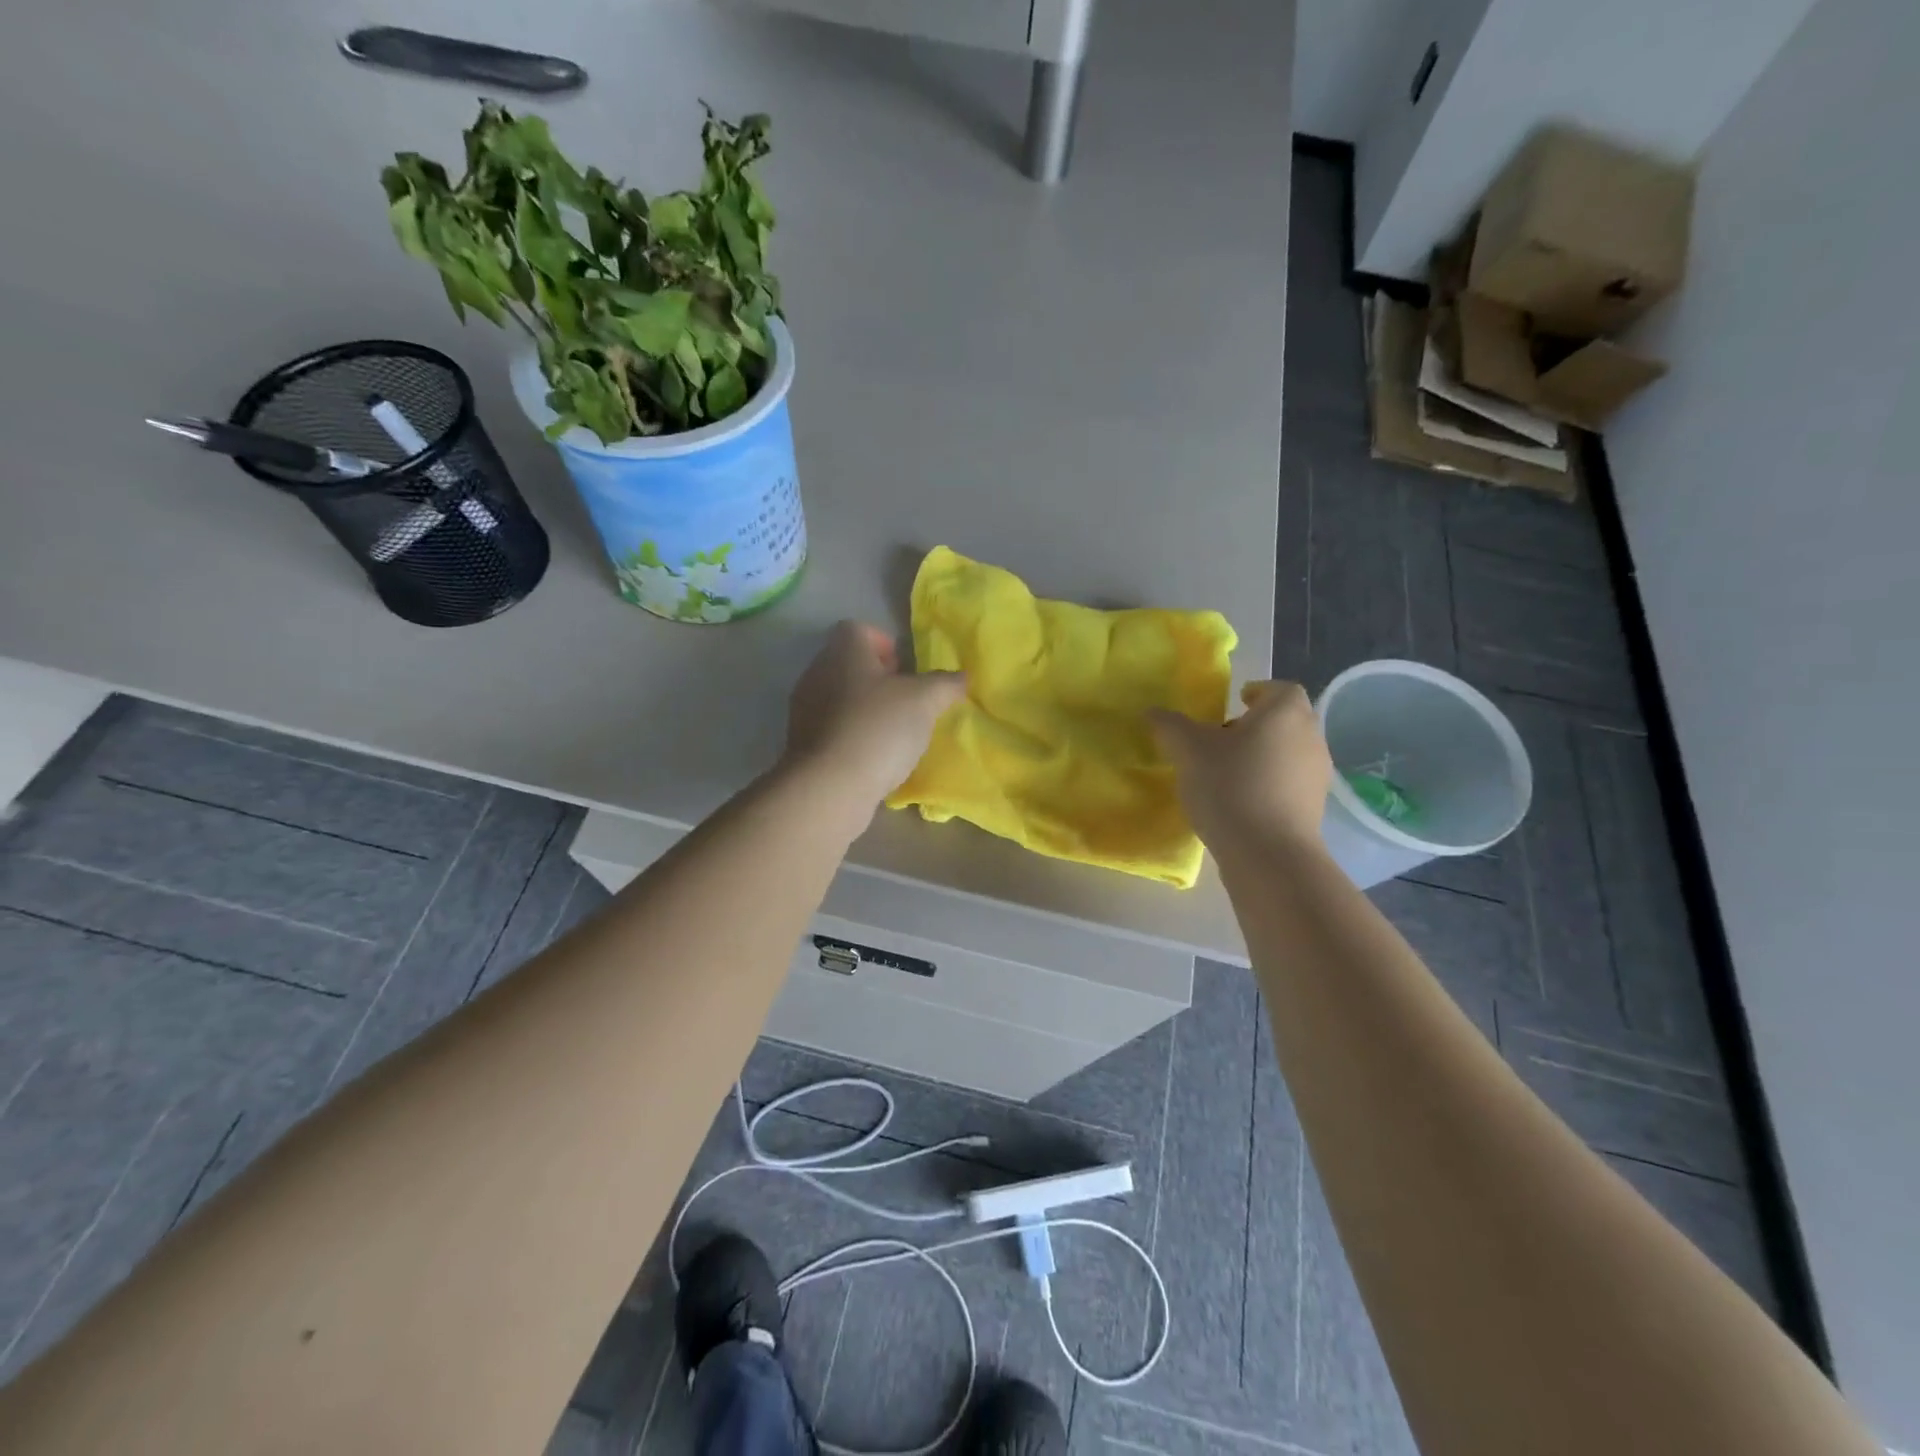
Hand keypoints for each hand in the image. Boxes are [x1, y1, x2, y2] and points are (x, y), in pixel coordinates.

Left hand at [783, 621, 965, 809]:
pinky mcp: (801, 744)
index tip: (904, 669)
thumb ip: (945, 684)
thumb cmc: (879, 728)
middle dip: (877, 679)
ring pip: (838, 697)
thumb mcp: (924, 701)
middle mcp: (817, 673)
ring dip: (864, 708)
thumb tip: (962, 676)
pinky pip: (831, 728)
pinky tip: (873, 757)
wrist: (830, 786)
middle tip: (905, 701)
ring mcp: (804, 710)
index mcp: (843, 652)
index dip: (884, 643)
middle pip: (848, 663)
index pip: (857, 629)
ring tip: (892, 732)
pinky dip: (851, 735)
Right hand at [1150, 681, 1332, 851]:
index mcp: (1286, 712)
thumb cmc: (1230, 786)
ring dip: (1261, 756)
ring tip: (1225, 773)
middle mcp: (1310, 737)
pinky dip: (1268, 784)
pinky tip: (1239, 802)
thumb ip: (1170, 725)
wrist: (1268, 854)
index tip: (1234, 702)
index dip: (1257, 692)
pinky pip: (1289, 783)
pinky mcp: (1314, 808)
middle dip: (1255, 725)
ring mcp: (1317, 775)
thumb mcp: (1188, 750)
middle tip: (1220, 738)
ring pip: (1287, 753)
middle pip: (1284, 721)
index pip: (1278, 689)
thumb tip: (1154, 712)